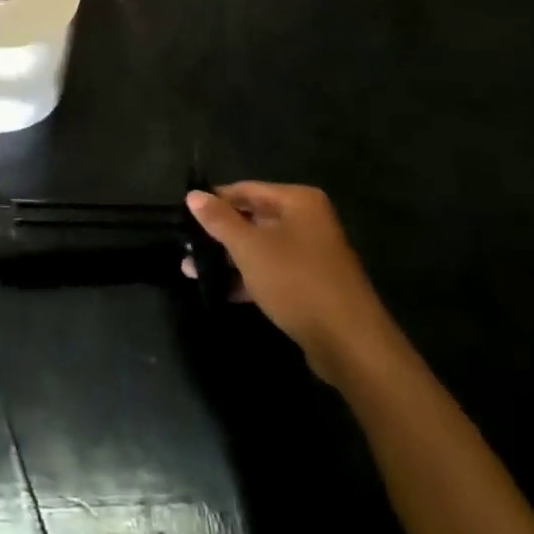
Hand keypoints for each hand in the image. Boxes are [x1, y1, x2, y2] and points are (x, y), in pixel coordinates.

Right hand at [185, 182, 399, 383]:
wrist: (350, 343)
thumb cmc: (296, 281)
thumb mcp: (249, 247)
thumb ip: (219, 220)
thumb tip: (193, 195)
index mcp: (298, 201)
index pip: (245, 190)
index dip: (214, 200)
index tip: (183, 215)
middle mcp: (307, 221)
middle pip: (253, 218)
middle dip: (218, 233)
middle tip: (185, 245)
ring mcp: (311, 254)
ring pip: (260, 247)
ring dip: (228, 258)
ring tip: (191, 270)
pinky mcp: (311, 284)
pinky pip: (272, 271)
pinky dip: (247, 277)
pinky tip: (220, 290)